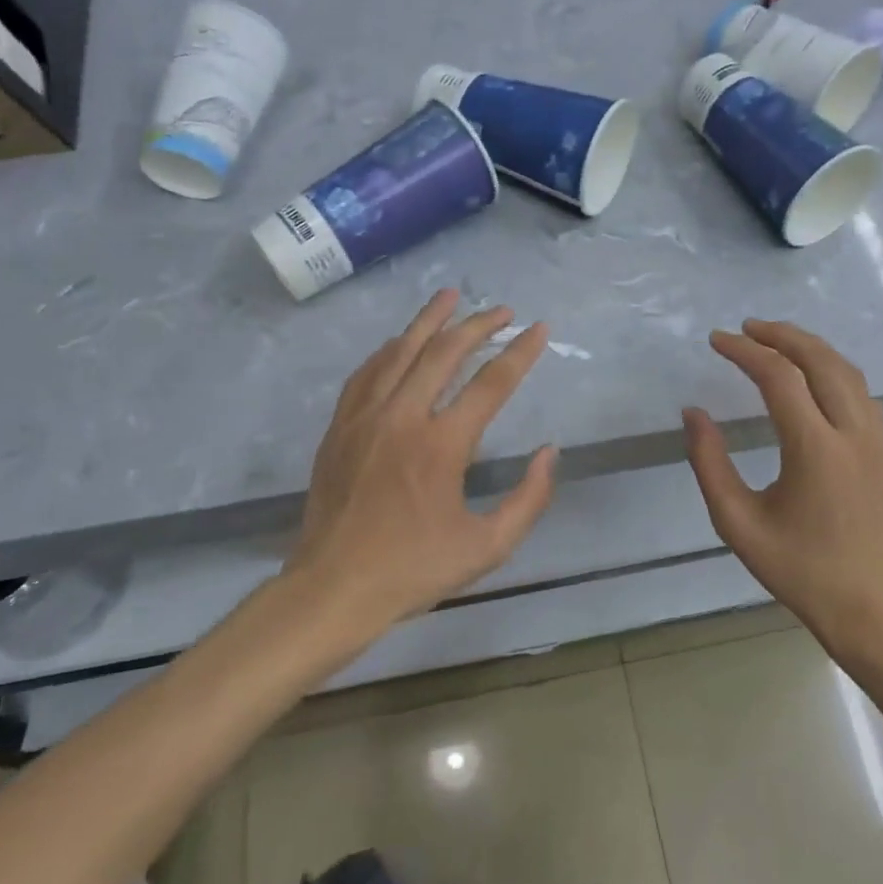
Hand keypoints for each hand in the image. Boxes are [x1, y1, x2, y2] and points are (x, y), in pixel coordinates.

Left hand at [291, 290, 558, 626]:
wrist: (333, 588)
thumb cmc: (414, 570)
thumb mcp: (488, 547)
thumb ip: (528, 498)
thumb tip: (549, 452)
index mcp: (442, 446)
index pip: (491, 383)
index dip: (520, 352)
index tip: (538, 328)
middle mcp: (403, 417)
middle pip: (444, 352)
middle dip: (478, 324)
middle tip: (502, 310)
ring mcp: (365, 417)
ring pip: (400, 351)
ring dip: (429, 320)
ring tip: (450, 295)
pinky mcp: (340, 426)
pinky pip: (367, 372)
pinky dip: (389, 349)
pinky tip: (400, 340)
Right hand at [683, 320, 882, 645]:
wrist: (867, 609)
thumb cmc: (796, 569)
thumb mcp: (736, 521)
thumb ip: (709, 463)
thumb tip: (693, 413)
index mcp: (815, 449)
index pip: (778, 377)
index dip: (744, 351)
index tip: (716, 340)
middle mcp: (853, 434)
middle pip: (820, 360)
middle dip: (781, 335)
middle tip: (747, 328)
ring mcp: (877, 441)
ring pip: (848, 372)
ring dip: (811, 348)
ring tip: (776, 342)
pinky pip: (862, 394)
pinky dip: (834, 371)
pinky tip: (813, 380)